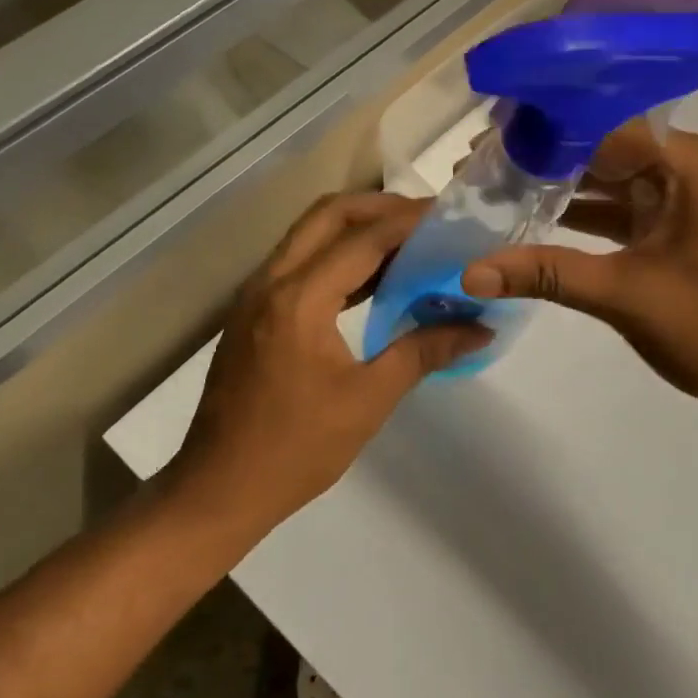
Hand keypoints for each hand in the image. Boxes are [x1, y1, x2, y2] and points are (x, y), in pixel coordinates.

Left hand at [170, 193, 489, 531]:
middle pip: (328, 215)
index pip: (363, 239)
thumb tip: (479, 328)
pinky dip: (337, 256)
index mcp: (300, 299)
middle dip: (379, 207)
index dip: (410, 221)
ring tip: (409, 243)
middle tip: (427, 220)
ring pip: (310, 235)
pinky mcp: (253, 312)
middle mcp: (272, 281)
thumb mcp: (368, 400)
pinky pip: (300, 262)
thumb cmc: (296, 449)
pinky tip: (373, 280)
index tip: (450, 215)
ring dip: (357, 229)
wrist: (218, 489)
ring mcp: (256, 294)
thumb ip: (424, 352)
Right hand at [462, 127, 697, 433]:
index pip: (603, 124)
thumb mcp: (627, 295)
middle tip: (479, 163)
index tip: (487, 135)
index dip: (543, 127)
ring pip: (610, 180)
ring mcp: (685, 201)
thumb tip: (470, 272)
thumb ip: (547, 274)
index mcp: (688, 162)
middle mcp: (688, 168)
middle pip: (604, 147)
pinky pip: (622, 211)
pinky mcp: (678, 232)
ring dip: (559, 187)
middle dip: (544, 156)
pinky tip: (534, 222)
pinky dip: (583, 217)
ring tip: (495, 187)